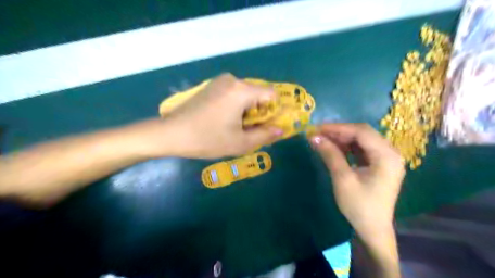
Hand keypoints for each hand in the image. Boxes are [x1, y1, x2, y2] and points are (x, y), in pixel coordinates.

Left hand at [137, 73, 281, 158]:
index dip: (273, 111)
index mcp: (241, 90)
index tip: (263, 127)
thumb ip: (265, 135)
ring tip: (233, 128)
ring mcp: (219, 81)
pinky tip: (222, 120)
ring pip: (245, 95)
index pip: (271, 95)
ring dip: (246, 111)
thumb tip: (281, 129)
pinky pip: (233, 94)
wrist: (171, 133)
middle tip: (247, 131)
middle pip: (258, 94)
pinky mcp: (211, 86)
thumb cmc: (207, 139)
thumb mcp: (240, 142)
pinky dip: (235, 107)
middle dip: (258, 113)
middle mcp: (232, 80)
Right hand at [309, 124, 405, 238]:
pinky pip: (362, 148)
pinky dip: (347, 146)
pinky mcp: (380, 164)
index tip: (317, 129)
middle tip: (318, 134)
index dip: (338, 128)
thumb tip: (314, 137)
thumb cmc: (359, 206)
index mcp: (387, 156)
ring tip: (324, 140)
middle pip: (363, 133)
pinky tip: (335, 148)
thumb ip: (330, 155)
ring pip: (362, 139)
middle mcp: (390, 153)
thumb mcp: (342, 179)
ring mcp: (386, 158)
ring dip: (342, 138)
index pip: (361, 132)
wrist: (372, 229)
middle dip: (339, 132)